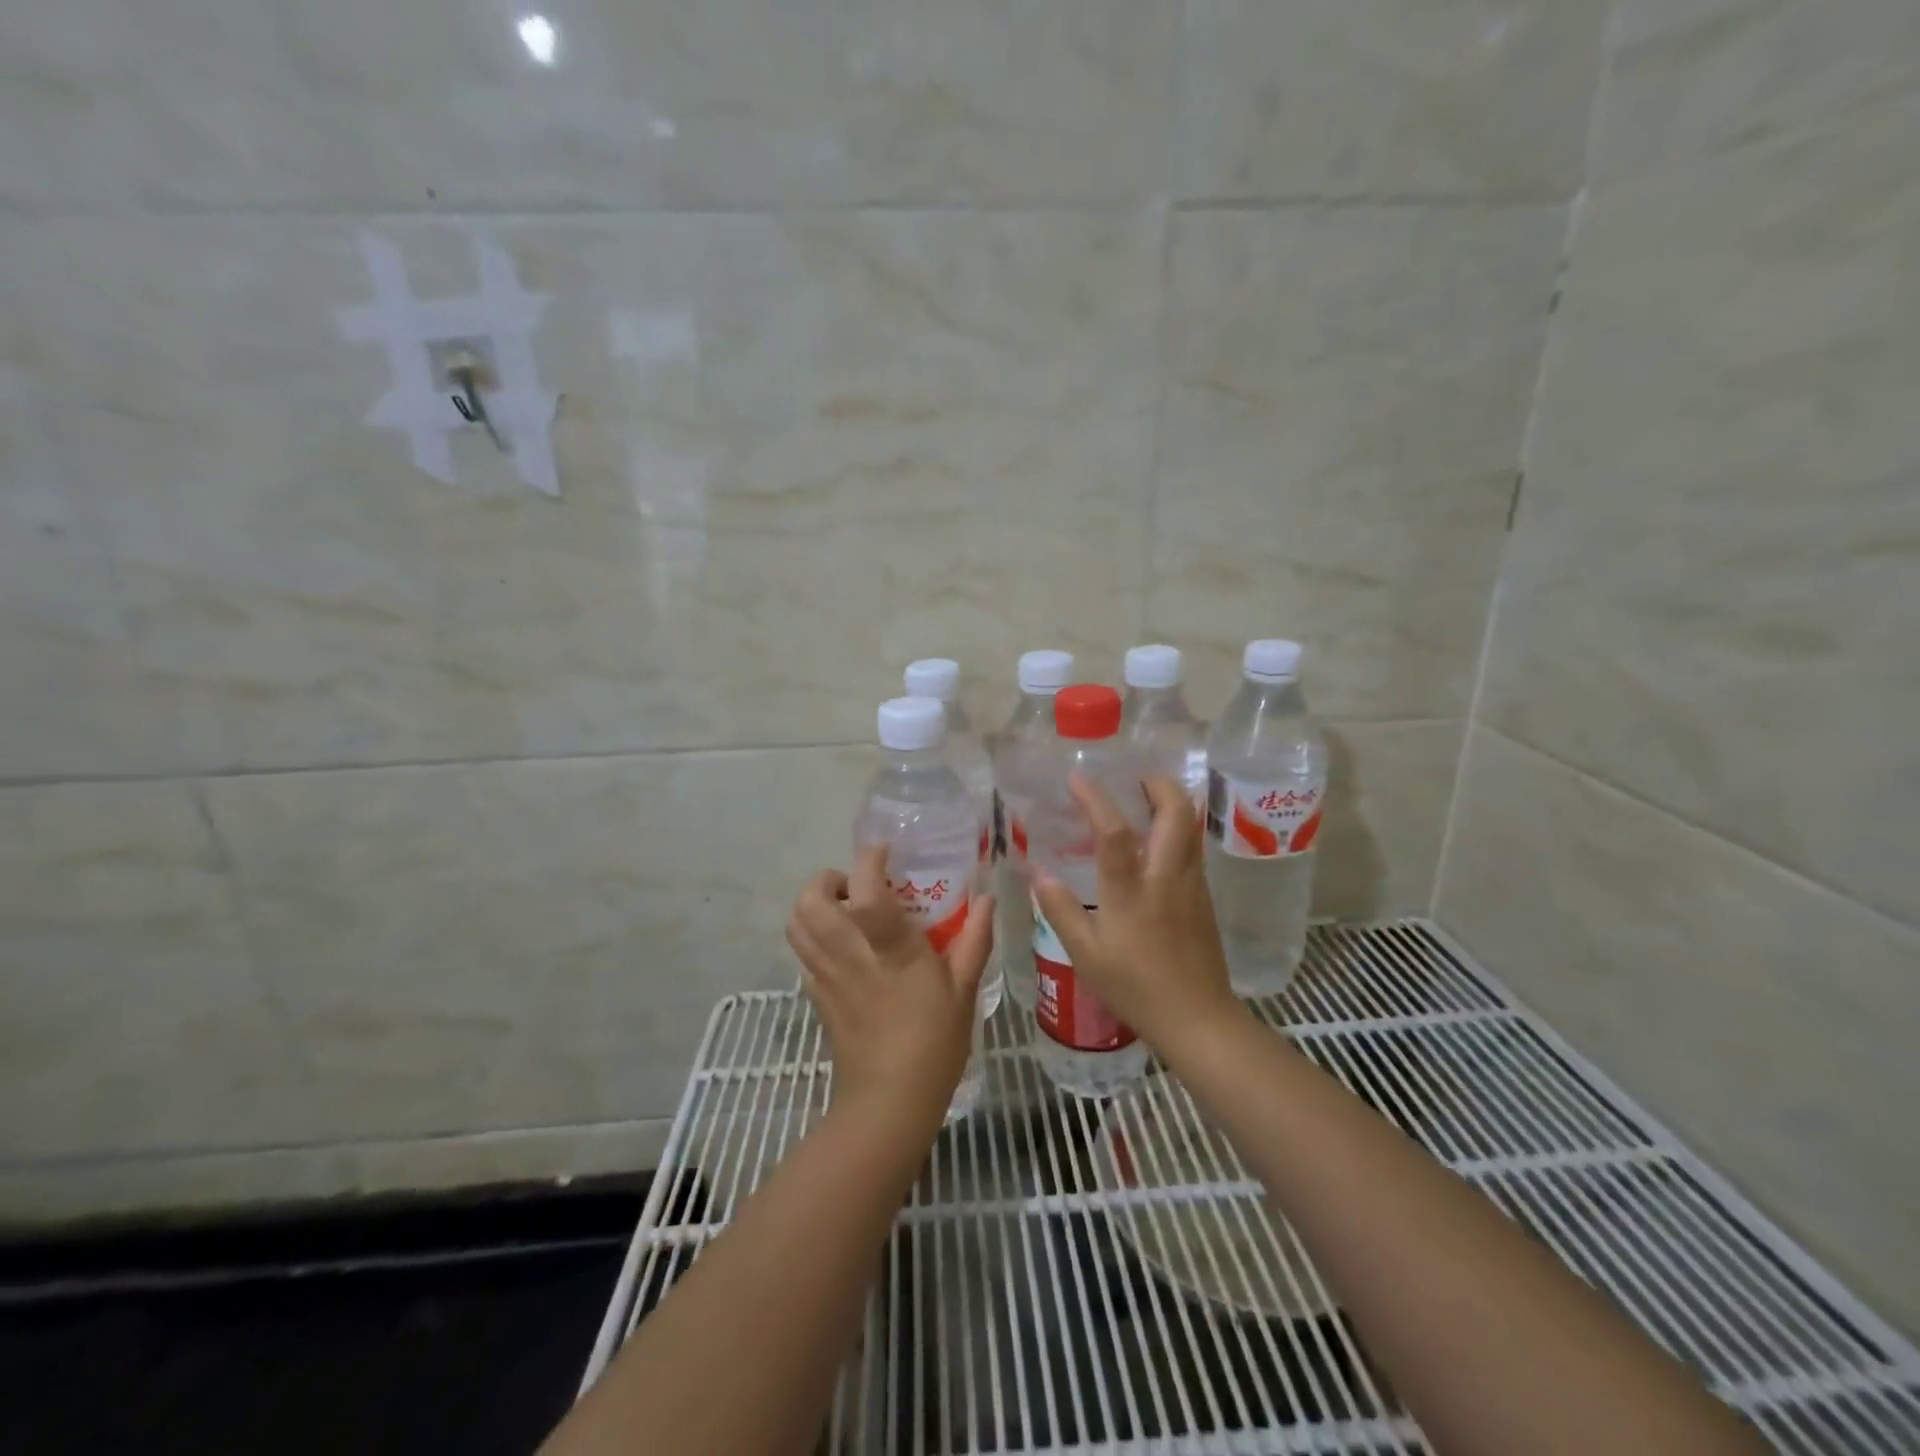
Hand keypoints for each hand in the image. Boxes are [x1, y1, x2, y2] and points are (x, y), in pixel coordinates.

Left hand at [786, 845, 994, 1124]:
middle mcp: (849, 953)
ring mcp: (825, 975)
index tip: (884, 852)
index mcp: (889, 947)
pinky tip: (842, 947)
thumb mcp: (963, 990)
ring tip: (844, 911)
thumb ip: (975, 939)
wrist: (888, 1103)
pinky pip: (801, 953)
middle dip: (826, 880)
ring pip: (796, 923)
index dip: (869, 860)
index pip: (865, 889)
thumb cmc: (933, 1044)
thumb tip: (988, 899)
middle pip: (810, 899)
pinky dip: (812, 936)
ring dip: (813, 905)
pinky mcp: (815, 996)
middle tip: (855, 886)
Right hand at [1031, 774, 1242, 1056]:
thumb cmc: (1136, 987)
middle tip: (1134, 779)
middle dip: (1157, 784)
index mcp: (1131, 891)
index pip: (1113, 832)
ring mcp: (1191, 885)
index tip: (1077, 778)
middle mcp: (1166, 877)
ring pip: (1190, 827)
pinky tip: (1156, 845)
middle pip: (1175, 812)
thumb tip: (1038, 873)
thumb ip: (1061, 910)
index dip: (1095, 799)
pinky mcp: (1203, 898)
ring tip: (1145, 801)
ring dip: (1171, 803)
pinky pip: (1192, 849)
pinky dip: (1176, 830)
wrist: (1198, 1019)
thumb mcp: (1086, 954)